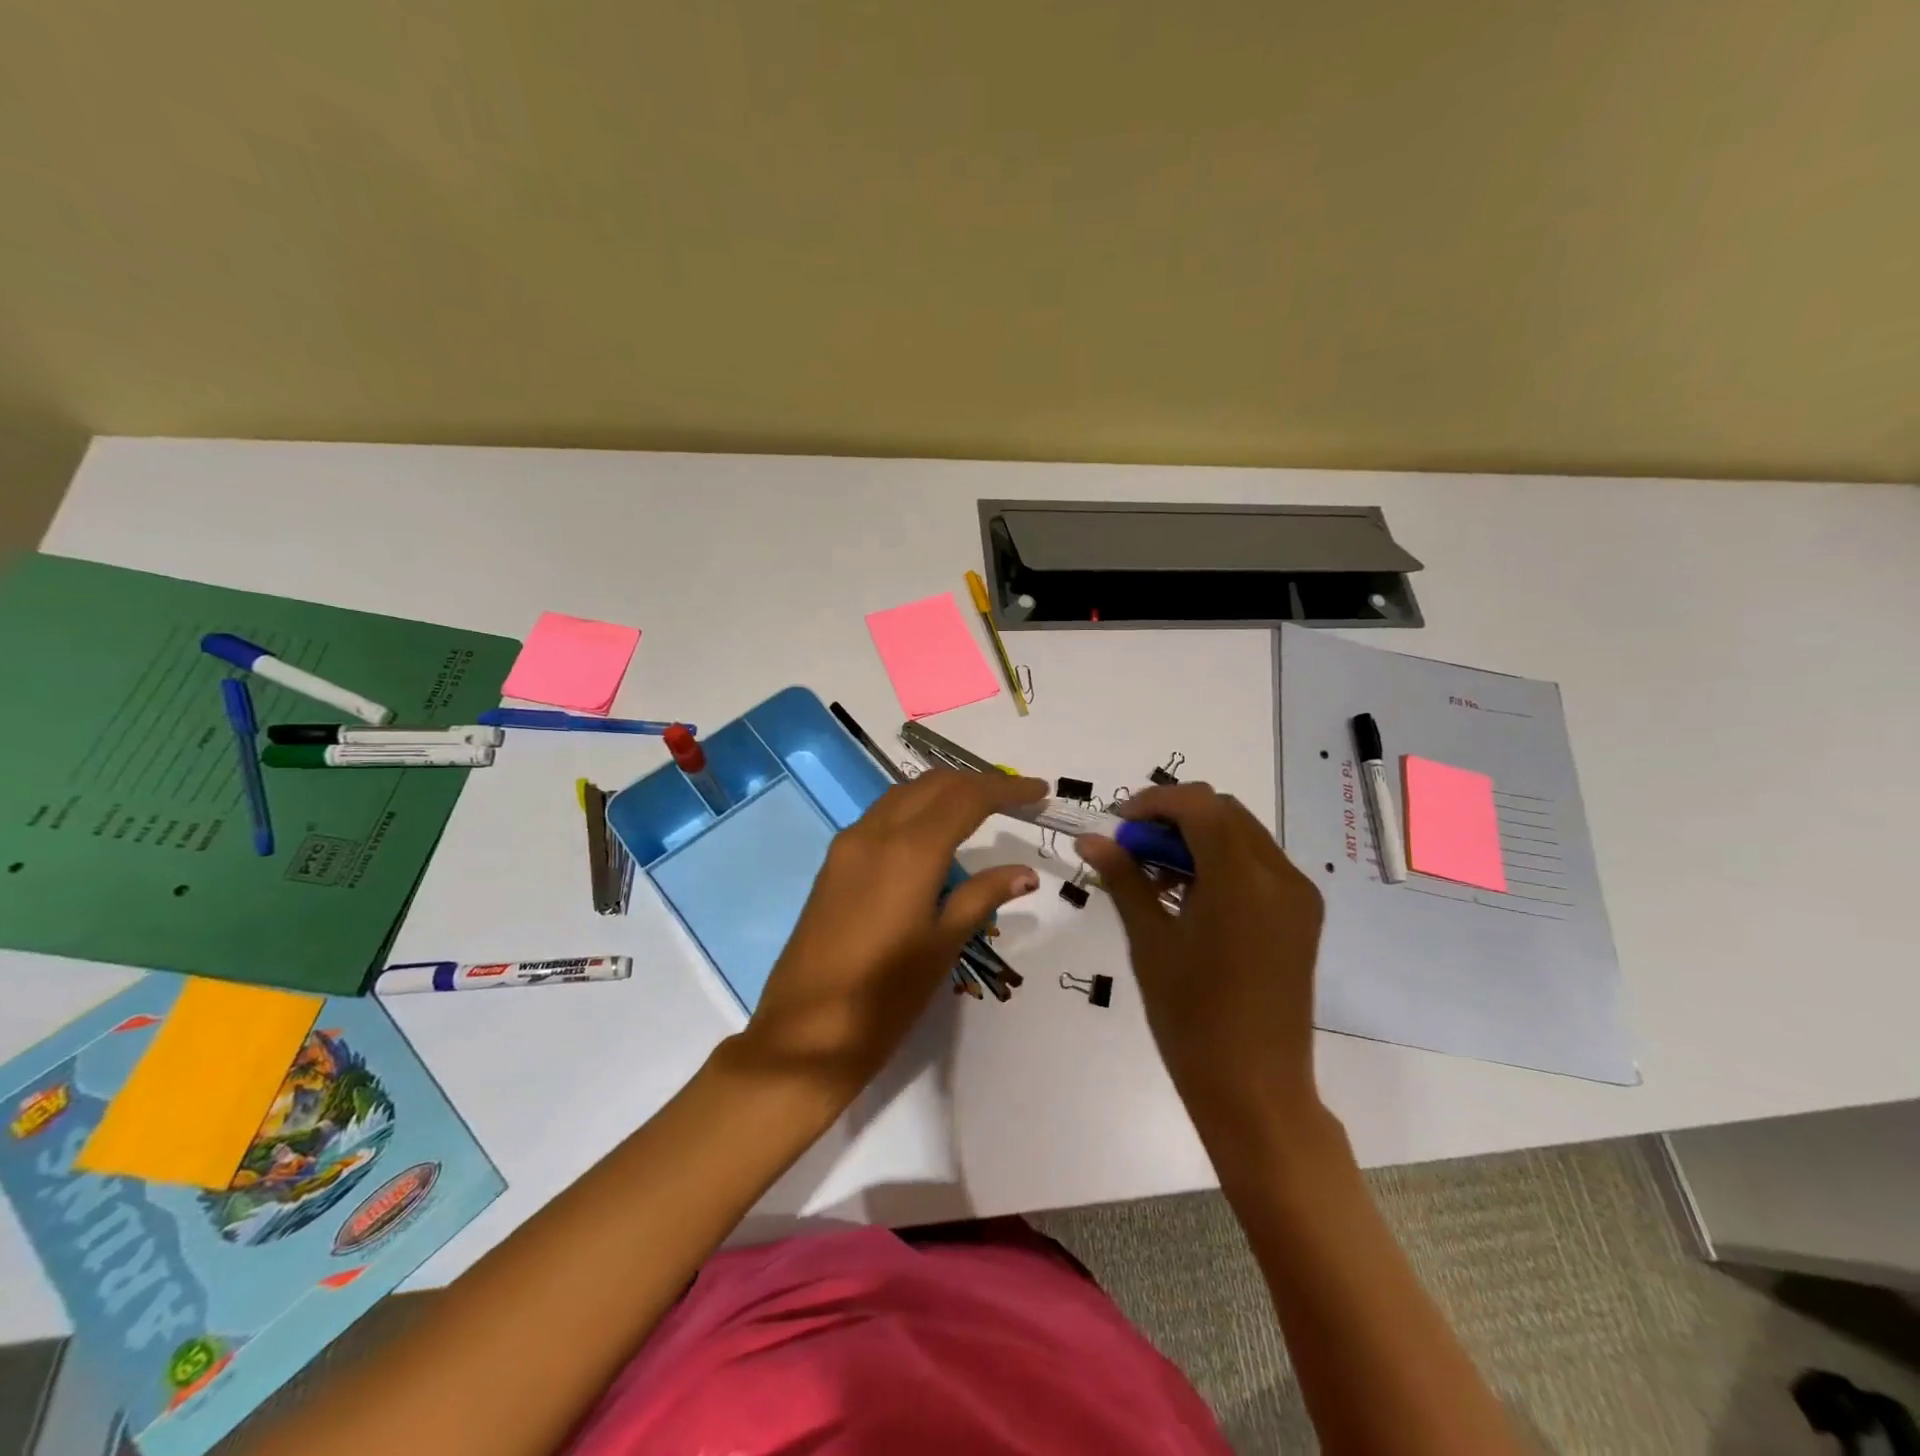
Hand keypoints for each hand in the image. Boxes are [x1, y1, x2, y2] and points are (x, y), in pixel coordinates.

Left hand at [737, 769, 1045, 1104]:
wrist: (804, 1034)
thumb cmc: (885, 997)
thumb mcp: (942, 945)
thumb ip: (982, 897)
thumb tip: (1025, 873)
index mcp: (911, 850)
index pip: (967, 798)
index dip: (1006, 788)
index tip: (1040, 790)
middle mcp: (876, 832)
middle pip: (934, 785)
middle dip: (977, 782)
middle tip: (1015, 797)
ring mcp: (849, 844)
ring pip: (904, 794)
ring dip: (944, 791)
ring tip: (980, 808)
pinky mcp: (834, 863)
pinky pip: (882, 816)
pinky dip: (915, 809)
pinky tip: (932, 834)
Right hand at [1078, 784, 1327, 1147]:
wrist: (1255, 1089)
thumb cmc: (1191, 1018)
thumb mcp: (1150, 942)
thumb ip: (1125, 879)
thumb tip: (1092, 839)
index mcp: (1243, 881)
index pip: (1200, 806)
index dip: (1155, 802)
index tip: (1119, 824)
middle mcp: (1281, 876)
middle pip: (1224, 813)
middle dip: (1174, 817)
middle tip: (1132, 848)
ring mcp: (1298, 896)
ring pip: (1243, 834)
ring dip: (1198, 836)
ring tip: (1155, 873)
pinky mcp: (1303, 916)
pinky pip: (1258, 864)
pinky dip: (1221, 860)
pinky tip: (1190, 893)